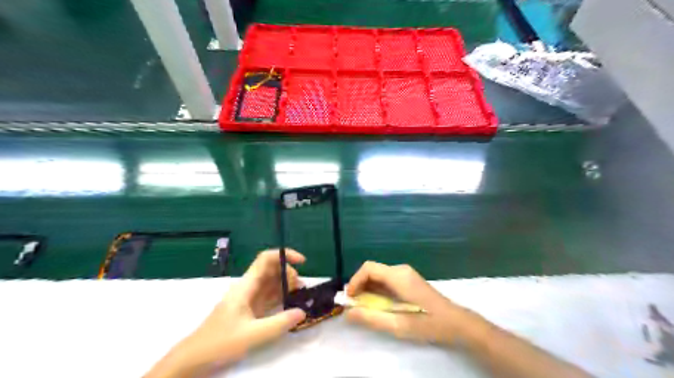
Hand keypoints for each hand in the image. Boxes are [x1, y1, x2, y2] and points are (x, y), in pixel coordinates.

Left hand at [147, 249, 306, 376]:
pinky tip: (291, 305)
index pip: (266, 259)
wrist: (195, 358)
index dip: (285, 255)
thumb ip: (279, 323)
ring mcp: (249, 298)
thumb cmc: (220, 342)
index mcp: (246, 286)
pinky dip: (282, 297)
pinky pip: (269, 297)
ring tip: (300, 296)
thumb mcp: (252, 334)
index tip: (302, 262)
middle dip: (289, 274)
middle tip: (300, 289)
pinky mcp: (251, 309)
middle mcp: (249, 287)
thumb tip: (303, 312)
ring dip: (287, 286)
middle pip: (271, 270)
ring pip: (272, 283)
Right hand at [345, 264, 475, 345]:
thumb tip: (348, 313)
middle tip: (354, 306)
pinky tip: (377, 304)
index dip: (355, 281)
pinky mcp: (407, 279)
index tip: (349, 299)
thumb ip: (371, 318)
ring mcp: (405, 273)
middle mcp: (400, 270)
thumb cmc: (429, 324)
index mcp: (398, 276)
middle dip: (359, 286)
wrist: (456, 322)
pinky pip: (386, 280)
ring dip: (367, 288)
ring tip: (363, 307)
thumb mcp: (398, 325)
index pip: (369, 268)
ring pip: (378, 275)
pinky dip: (376, 290)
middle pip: (372, 270)